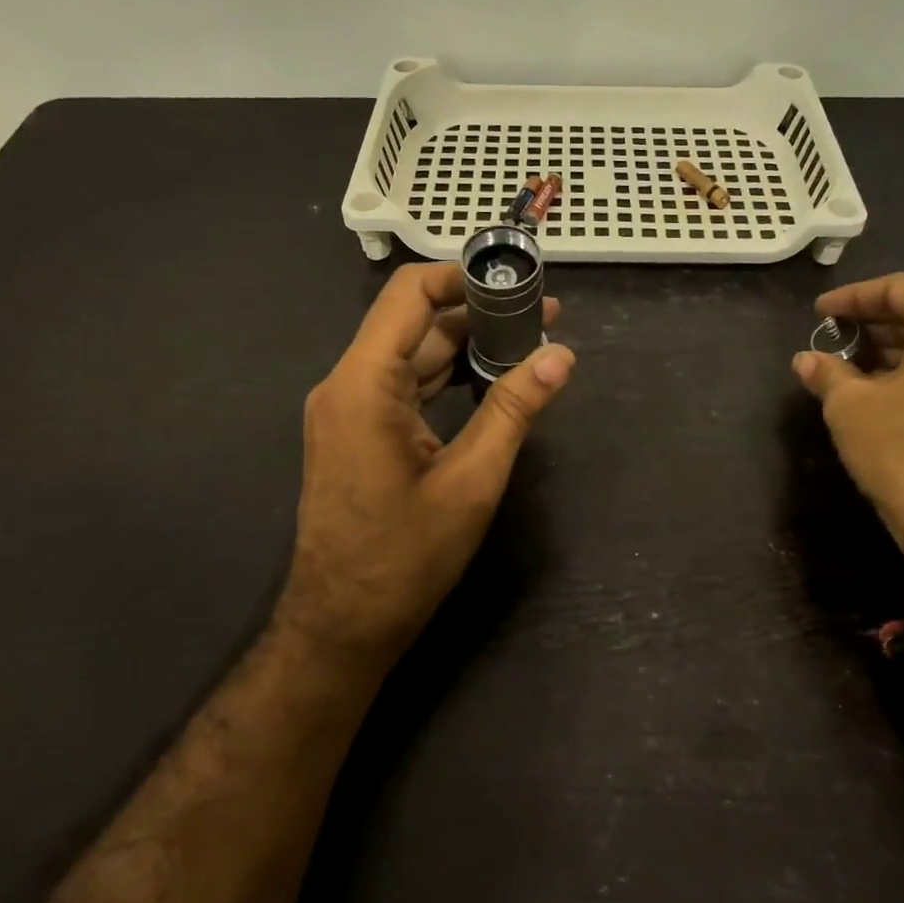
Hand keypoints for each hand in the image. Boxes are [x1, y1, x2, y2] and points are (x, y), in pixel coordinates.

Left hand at [277, 261, 573, 670]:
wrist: (342, 625)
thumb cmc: (405, 558)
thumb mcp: (471, 482)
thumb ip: (514, 410)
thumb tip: (561, 356)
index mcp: (364, 384)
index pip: (409, 295)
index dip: (461, 277)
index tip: (514, 283)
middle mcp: (347, 385)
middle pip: (413, 324)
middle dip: (477, 315)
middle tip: (542, 319)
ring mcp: (347, 410)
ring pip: (411, 356)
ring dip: (464, 347)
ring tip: (528, 346)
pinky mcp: (356, 433)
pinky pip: (403, 386)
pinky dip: (446, 378)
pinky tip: (490, 382)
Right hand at [794, 273, 903, 574]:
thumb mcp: (852, 407)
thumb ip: (827, 373)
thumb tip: (806, 360)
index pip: (900, 289)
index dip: (852, 299)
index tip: (819, 313)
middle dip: (875, 325)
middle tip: (833, 339)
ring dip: (896, 351)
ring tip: (849, 366)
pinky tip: (883, 392)